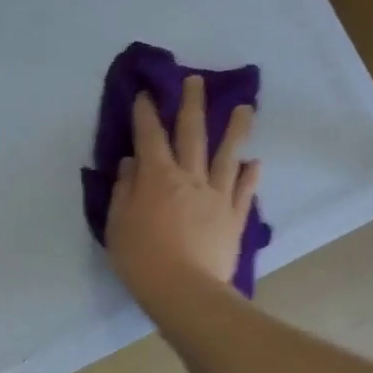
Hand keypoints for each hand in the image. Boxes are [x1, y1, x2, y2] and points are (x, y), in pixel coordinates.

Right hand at [106, 75, 259, 314]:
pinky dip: (249, 175)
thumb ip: (125, 189)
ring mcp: (217, 196)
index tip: (145, 93)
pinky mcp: (234, 218)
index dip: (146, 113)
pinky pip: (244, 191)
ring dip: (236, 130)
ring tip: (245, 109)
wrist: (185, 292)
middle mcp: (190, 177)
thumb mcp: (118, 224)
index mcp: (157, 176)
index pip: (149, 136)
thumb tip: (132, 163)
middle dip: (191, 104)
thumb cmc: (142, 258)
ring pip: (227, 155)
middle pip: (192, 134)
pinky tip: (254, 163)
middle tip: (195, 80)